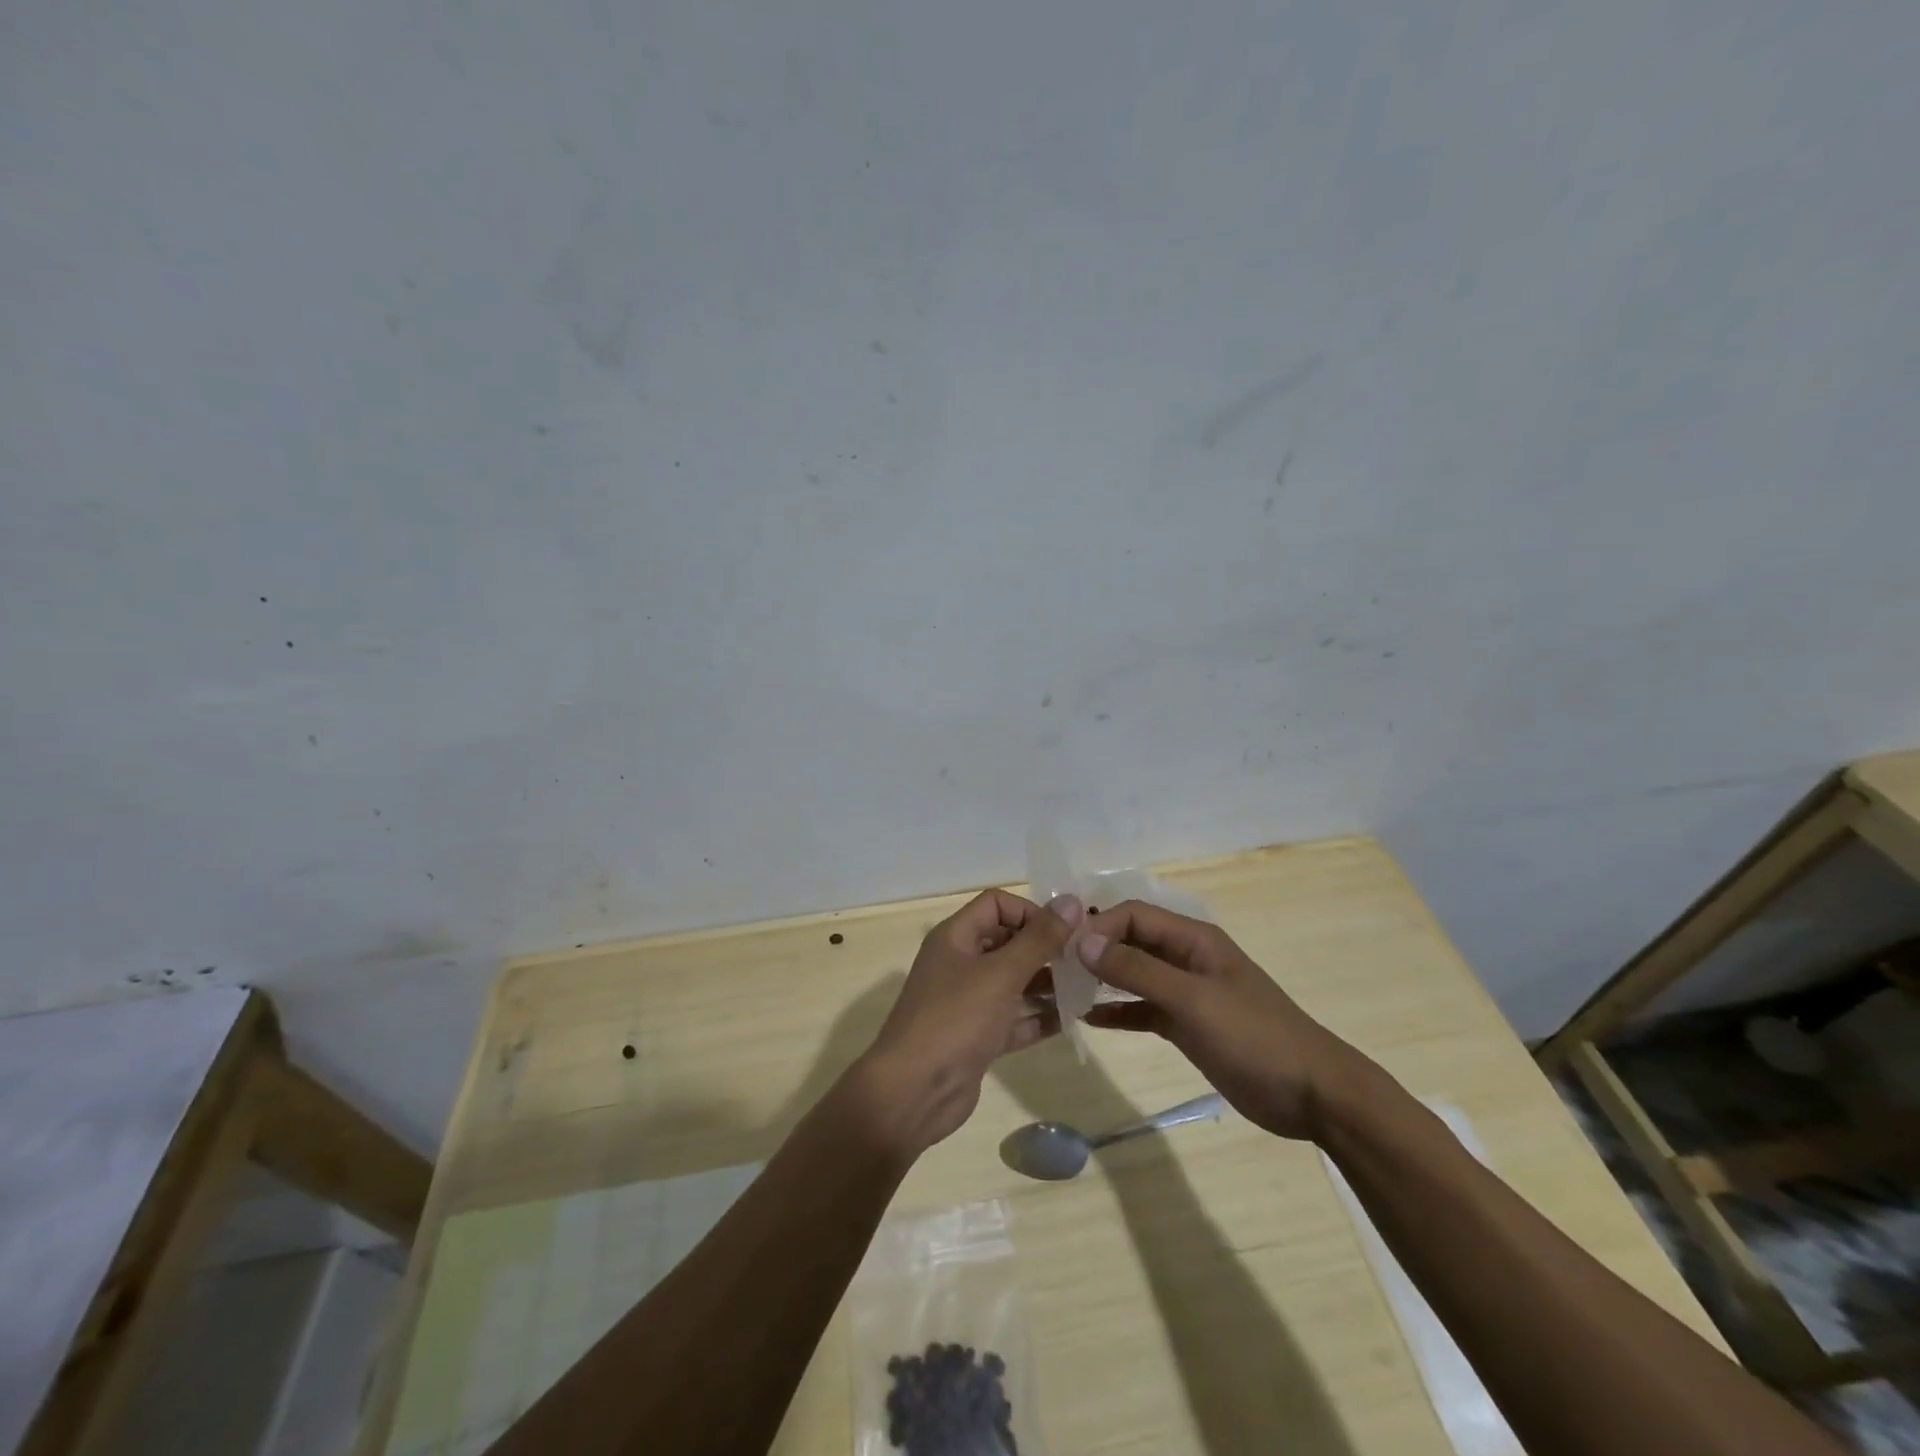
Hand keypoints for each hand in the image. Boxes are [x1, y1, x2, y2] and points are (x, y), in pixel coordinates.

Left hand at [857, 889, 1079, 1154]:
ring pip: (1012, 981)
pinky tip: (1070, 1020)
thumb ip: (1039, 938)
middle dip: (1043, 947)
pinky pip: (1012, 1019)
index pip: (996, 904)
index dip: (1029, 911)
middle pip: (1006, 941)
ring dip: (1045, 982)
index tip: (1063, 932)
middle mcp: (959, 963)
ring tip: (1085, 987)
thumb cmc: (956, 1019)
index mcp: (955, 937)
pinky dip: (1037, 1018)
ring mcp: (967, 1002)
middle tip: (1083, 959)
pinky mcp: (977, 1038)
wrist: (914, 1092)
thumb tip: (1071, 900)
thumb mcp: (1001, 973)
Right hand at [1078, 900, 1371, 1141]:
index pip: (1133, 915)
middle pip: (1130, 942)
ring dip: (1100, 981)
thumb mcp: (1191, 999)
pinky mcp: (1187, 1025)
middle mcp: (1186, 958)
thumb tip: (1082, 940)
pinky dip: (1117, 1012)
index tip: (1063, 950)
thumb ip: (1136, 970)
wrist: (1313, 1094)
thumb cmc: (1253, 1036)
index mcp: (1193, 939)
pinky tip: (1087, 1020)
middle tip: (1053, 969)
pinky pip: (1142, 1009)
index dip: (1097, 926)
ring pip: (1133, 976)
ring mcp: (1186, 992)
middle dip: (1093, 950)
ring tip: (1061, 991)